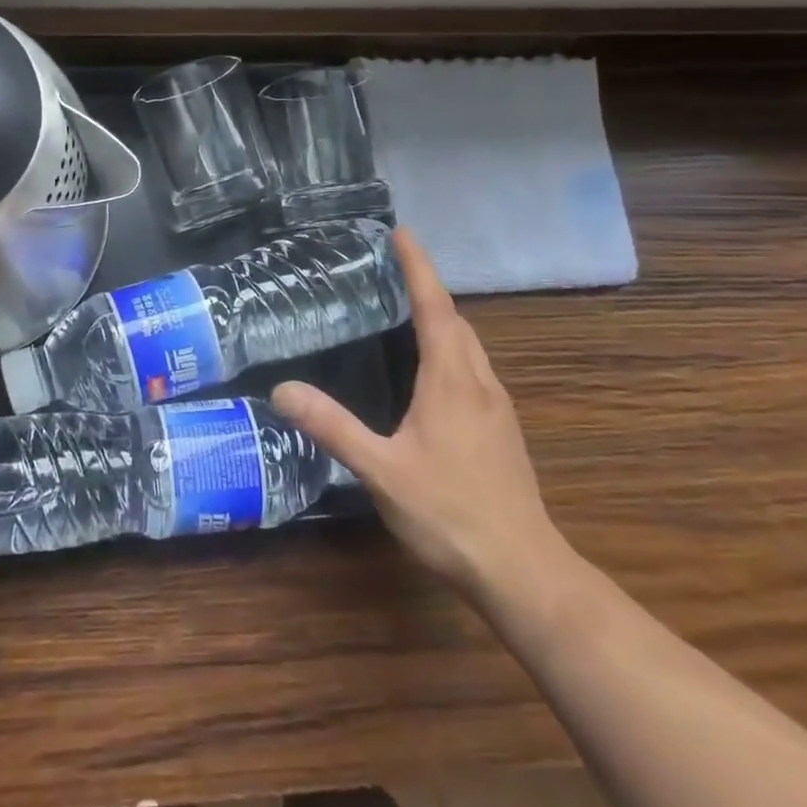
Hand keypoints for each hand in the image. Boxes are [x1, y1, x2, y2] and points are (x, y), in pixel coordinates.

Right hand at [272, 228, 565, 603]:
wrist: (523, 573)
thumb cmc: (450, 514)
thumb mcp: (381, 470)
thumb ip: (333, 427)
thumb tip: (282, 389)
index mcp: (452, 380)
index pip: (435, 306)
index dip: (418, 267)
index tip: (401, 232)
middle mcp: (480, 383)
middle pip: (457, 321)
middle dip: (428, 288)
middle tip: (392, 269)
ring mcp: (497, 408)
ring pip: (470, 346)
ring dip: (442, 319)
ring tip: (407, 310)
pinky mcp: (501, 432)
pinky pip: (474, 370)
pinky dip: (451, 349)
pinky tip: (431, 374)